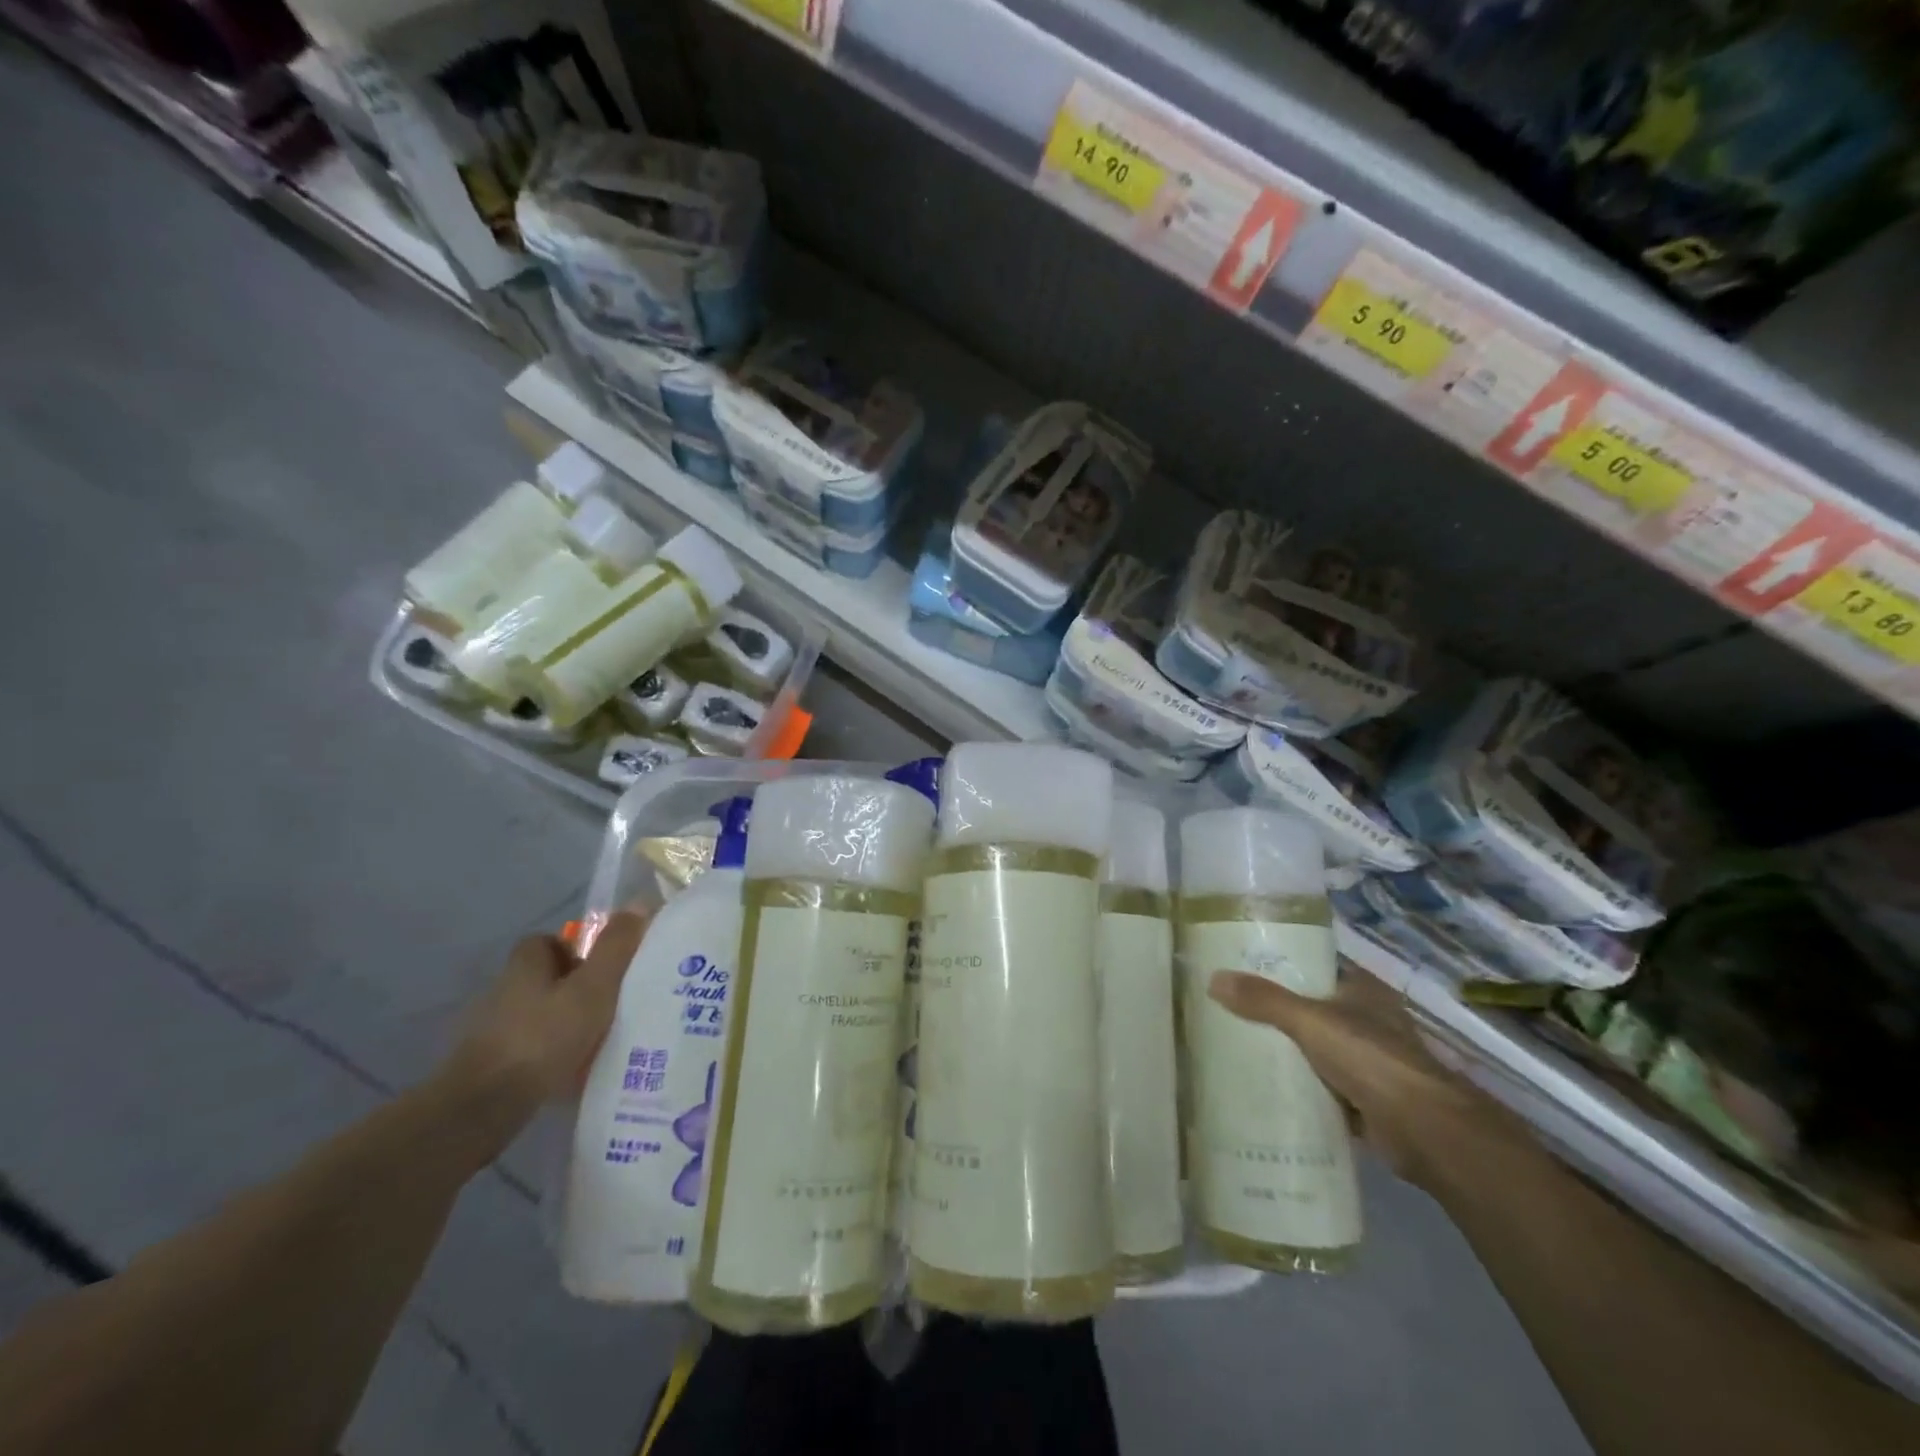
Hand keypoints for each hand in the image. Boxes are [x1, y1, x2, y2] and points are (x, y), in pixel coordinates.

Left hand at [439, 913, 648, 1126]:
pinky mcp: (490, 1066)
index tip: (604, 968)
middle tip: (610, 1004)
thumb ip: (615, 949)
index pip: (548, 942)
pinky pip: (530, 1049)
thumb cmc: (543, 1037)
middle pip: (545, 978)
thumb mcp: (592, 989)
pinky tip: (573, 1071)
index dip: (577, 949)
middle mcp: (504, 990)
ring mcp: (492, 1030)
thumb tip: (638, 903)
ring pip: (538, 1015)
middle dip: (575, 988)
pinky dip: (550, 1055)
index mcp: (526, 965)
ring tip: (598, 1040)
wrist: (483, 1107)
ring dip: (563, 1023)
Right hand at [1207, 962, 1514, 1189]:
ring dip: (1288, 1054)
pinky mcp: (1366, 1101)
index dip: (1281, 968)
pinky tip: (1266, 1091)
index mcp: (1362, 990)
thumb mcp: (1309, 1021)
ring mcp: (1370, 1063)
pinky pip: (1323, 1089)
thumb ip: (1264, 1000)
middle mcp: (1368, 1021)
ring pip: (1316, 1051)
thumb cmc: (1371, 1059)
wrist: (1425, 1131)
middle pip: (1311, 1010)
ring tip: (1239, 1050)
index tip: (1241, 972)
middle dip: (1276, 1014)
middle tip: (1229, 1012)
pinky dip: (1301, 1091)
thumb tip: (1213, 979)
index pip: (1315, 968)